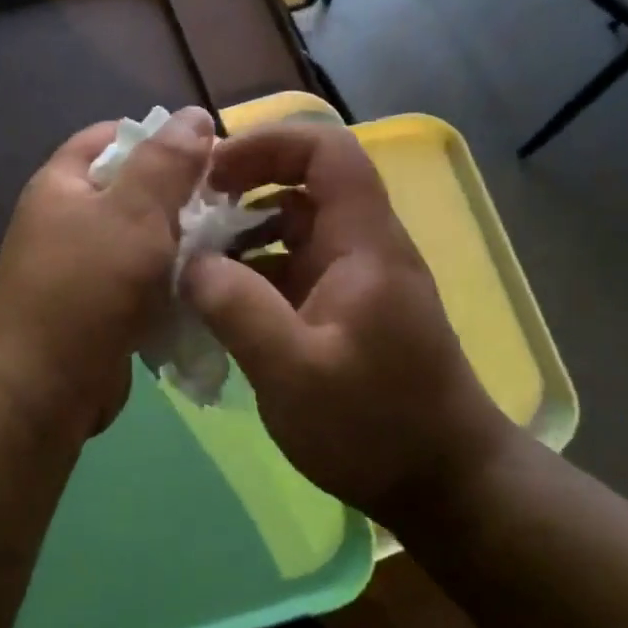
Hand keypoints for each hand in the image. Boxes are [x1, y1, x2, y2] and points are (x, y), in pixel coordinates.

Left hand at [0, 108, 214, 439]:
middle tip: (232, 204)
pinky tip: (208, 289)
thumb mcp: (132, 214)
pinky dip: (171, 285)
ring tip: (232, 247)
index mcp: (62, 185)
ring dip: (182, 245)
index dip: (158, 137)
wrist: (44, 389)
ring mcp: (81, 270)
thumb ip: (166, 163)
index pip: (110, 137)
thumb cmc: (86, 289)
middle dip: (180, 195)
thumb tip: (194, 115)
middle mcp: (66, 221)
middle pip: (131, 191)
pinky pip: (143, 285)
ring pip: (143, 242)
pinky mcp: (99, 311)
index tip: (210, 152)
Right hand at [182, 123, 512, 523]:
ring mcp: (352, 281)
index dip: (267, 143)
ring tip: (188, 266)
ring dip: (240, 238)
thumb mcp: (293, 370)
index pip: (325, 151)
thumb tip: (189, 263)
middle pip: (301, 187)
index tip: (211, 173)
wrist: (442, 483)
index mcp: (362, 242)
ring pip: (290, 232)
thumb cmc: (375, 424)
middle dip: (241, 191)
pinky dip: (251, 277)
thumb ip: (237, 308)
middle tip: (186, 220)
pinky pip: (289, 272)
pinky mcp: (341, 312)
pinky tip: (214, 307)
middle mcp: (360, 248)